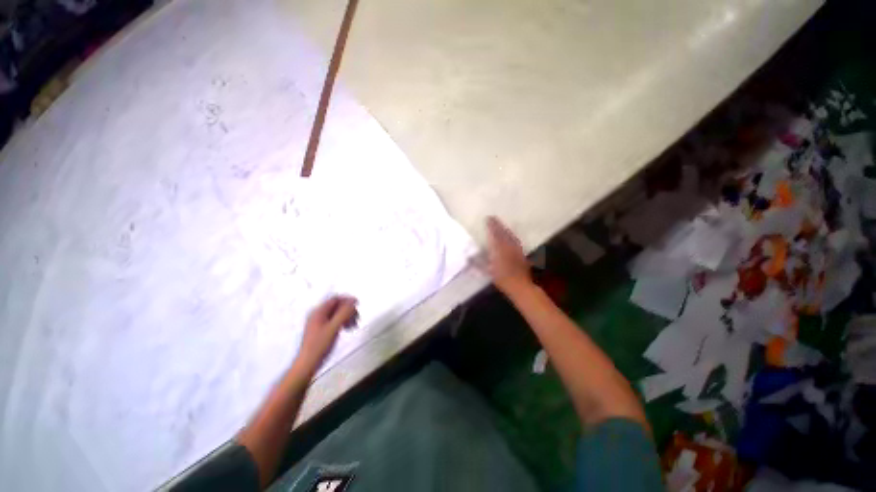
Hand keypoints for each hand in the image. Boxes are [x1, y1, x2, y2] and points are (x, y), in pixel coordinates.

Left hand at [296, 295, 358, 371]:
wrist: (308, 364)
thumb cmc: (320, 345)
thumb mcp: (334, 327)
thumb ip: (344, 313)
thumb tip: (353, 300)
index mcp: (318, 312)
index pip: (335, 299)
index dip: (347, 300)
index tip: (358, 305)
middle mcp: (318, 315)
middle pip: (337, 306)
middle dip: (348, 310)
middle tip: (357, 318)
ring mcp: (319, 323)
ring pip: (337, 314)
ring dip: (347, 316)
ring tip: (353, 325)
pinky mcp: (321, 330)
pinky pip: (334, 321)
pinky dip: (342, 322)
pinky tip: (347, 329)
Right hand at [483, 216, 532, 294]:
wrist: (520, 286)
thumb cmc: (502, 279)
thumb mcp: (487, 271)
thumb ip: (478, 262)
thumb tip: (468, 256)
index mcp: (498, 249)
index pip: (494, 233)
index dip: (491, 225)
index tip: (487, 218)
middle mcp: (508, 246)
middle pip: (503, 232)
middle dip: (498, 224)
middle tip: (493, 218)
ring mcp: (516, 248)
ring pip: (510, 235)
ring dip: (505, 228)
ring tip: (501, 224)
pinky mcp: (521, 253)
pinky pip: (515, 240)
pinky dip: (511, 235)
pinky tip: (510, 235)